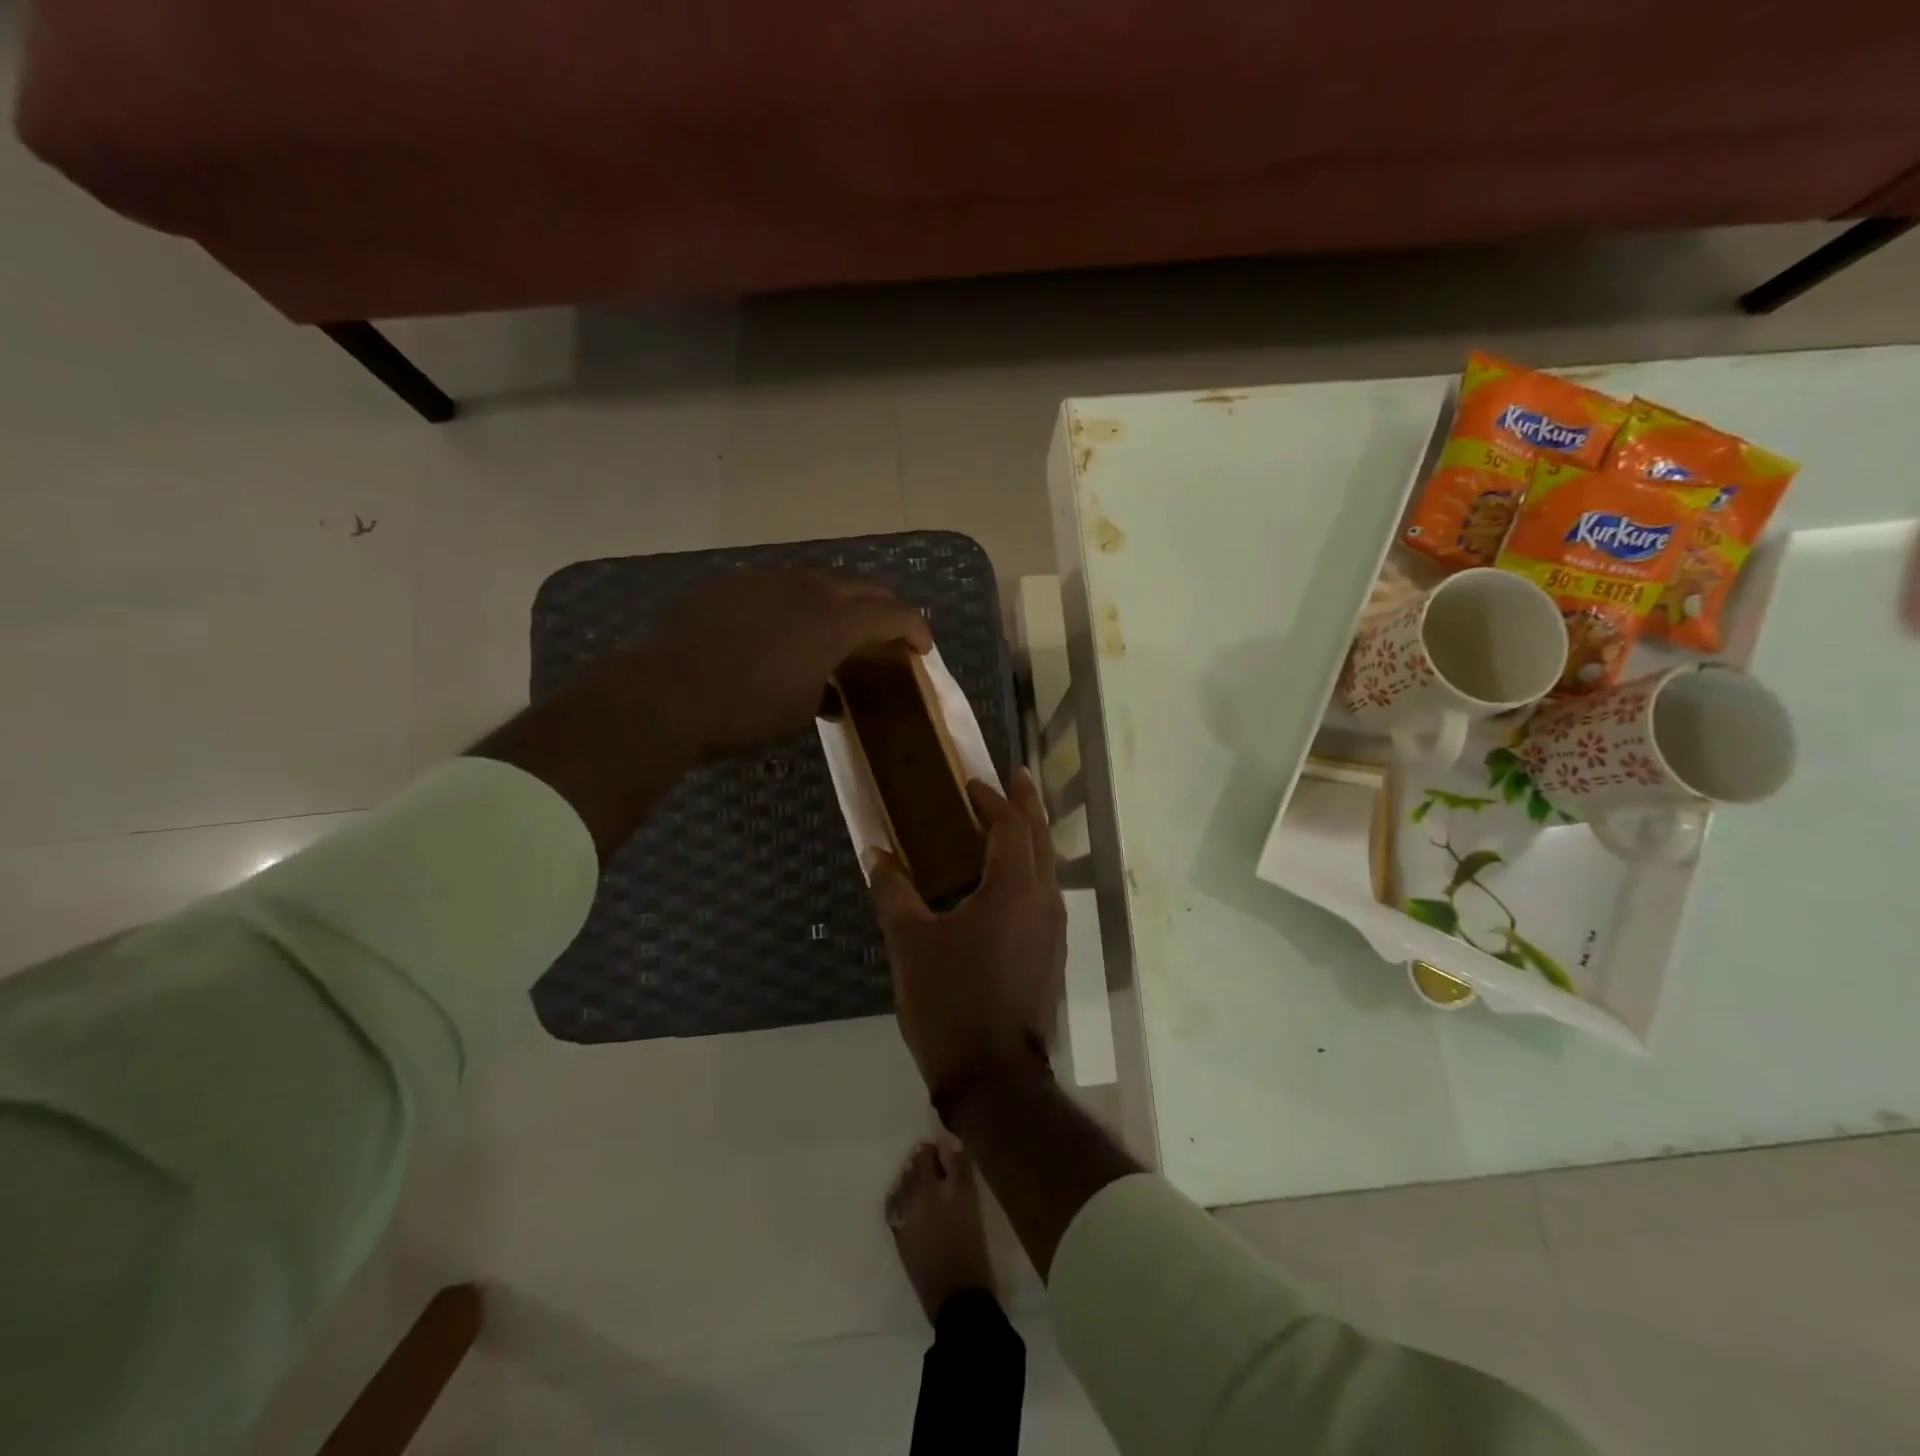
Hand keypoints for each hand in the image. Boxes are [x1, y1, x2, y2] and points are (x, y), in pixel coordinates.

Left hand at [650, 570, 931, 758]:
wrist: (667, 692)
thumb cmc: (746, 711)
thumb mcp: (799, 712)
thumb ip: (826, 693)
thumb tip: (831, 695)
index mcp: (835, 622)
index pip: (893, 614)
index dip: (915, 628)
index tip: (923, 646)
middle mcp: (807, 589)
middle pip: (861, 587)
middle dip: (882, 608)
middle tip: (886, 632)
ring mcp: (766, 580)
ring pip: (817, 582)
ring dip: (836, 603)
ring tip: (832, 629)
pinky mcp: (732, 584)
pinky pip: (776, 588)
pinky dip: (792, 605)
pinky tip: (779, 629)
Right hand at [869, 770, 1066, 1094]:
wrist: (993, 1077)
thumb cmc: (950, 1001)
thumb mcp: (911, 943)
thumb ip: (893, 891)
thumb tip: (875, 852)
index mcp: (1013, 890)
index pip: (1012, 827)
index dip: (993, 800)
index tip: (972, 783)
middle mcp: (1044, 901)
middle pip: (1041, 839)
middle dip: (1029, 805)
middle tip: (1018, 777)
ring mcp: (1054, 929)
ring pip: (1049, 867)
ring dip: (1032, 837)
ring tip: (1011, 821)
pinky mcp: (1052, 953)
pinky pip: (1045, 893)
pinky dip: (1030, 869)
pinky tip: (1008, 879)